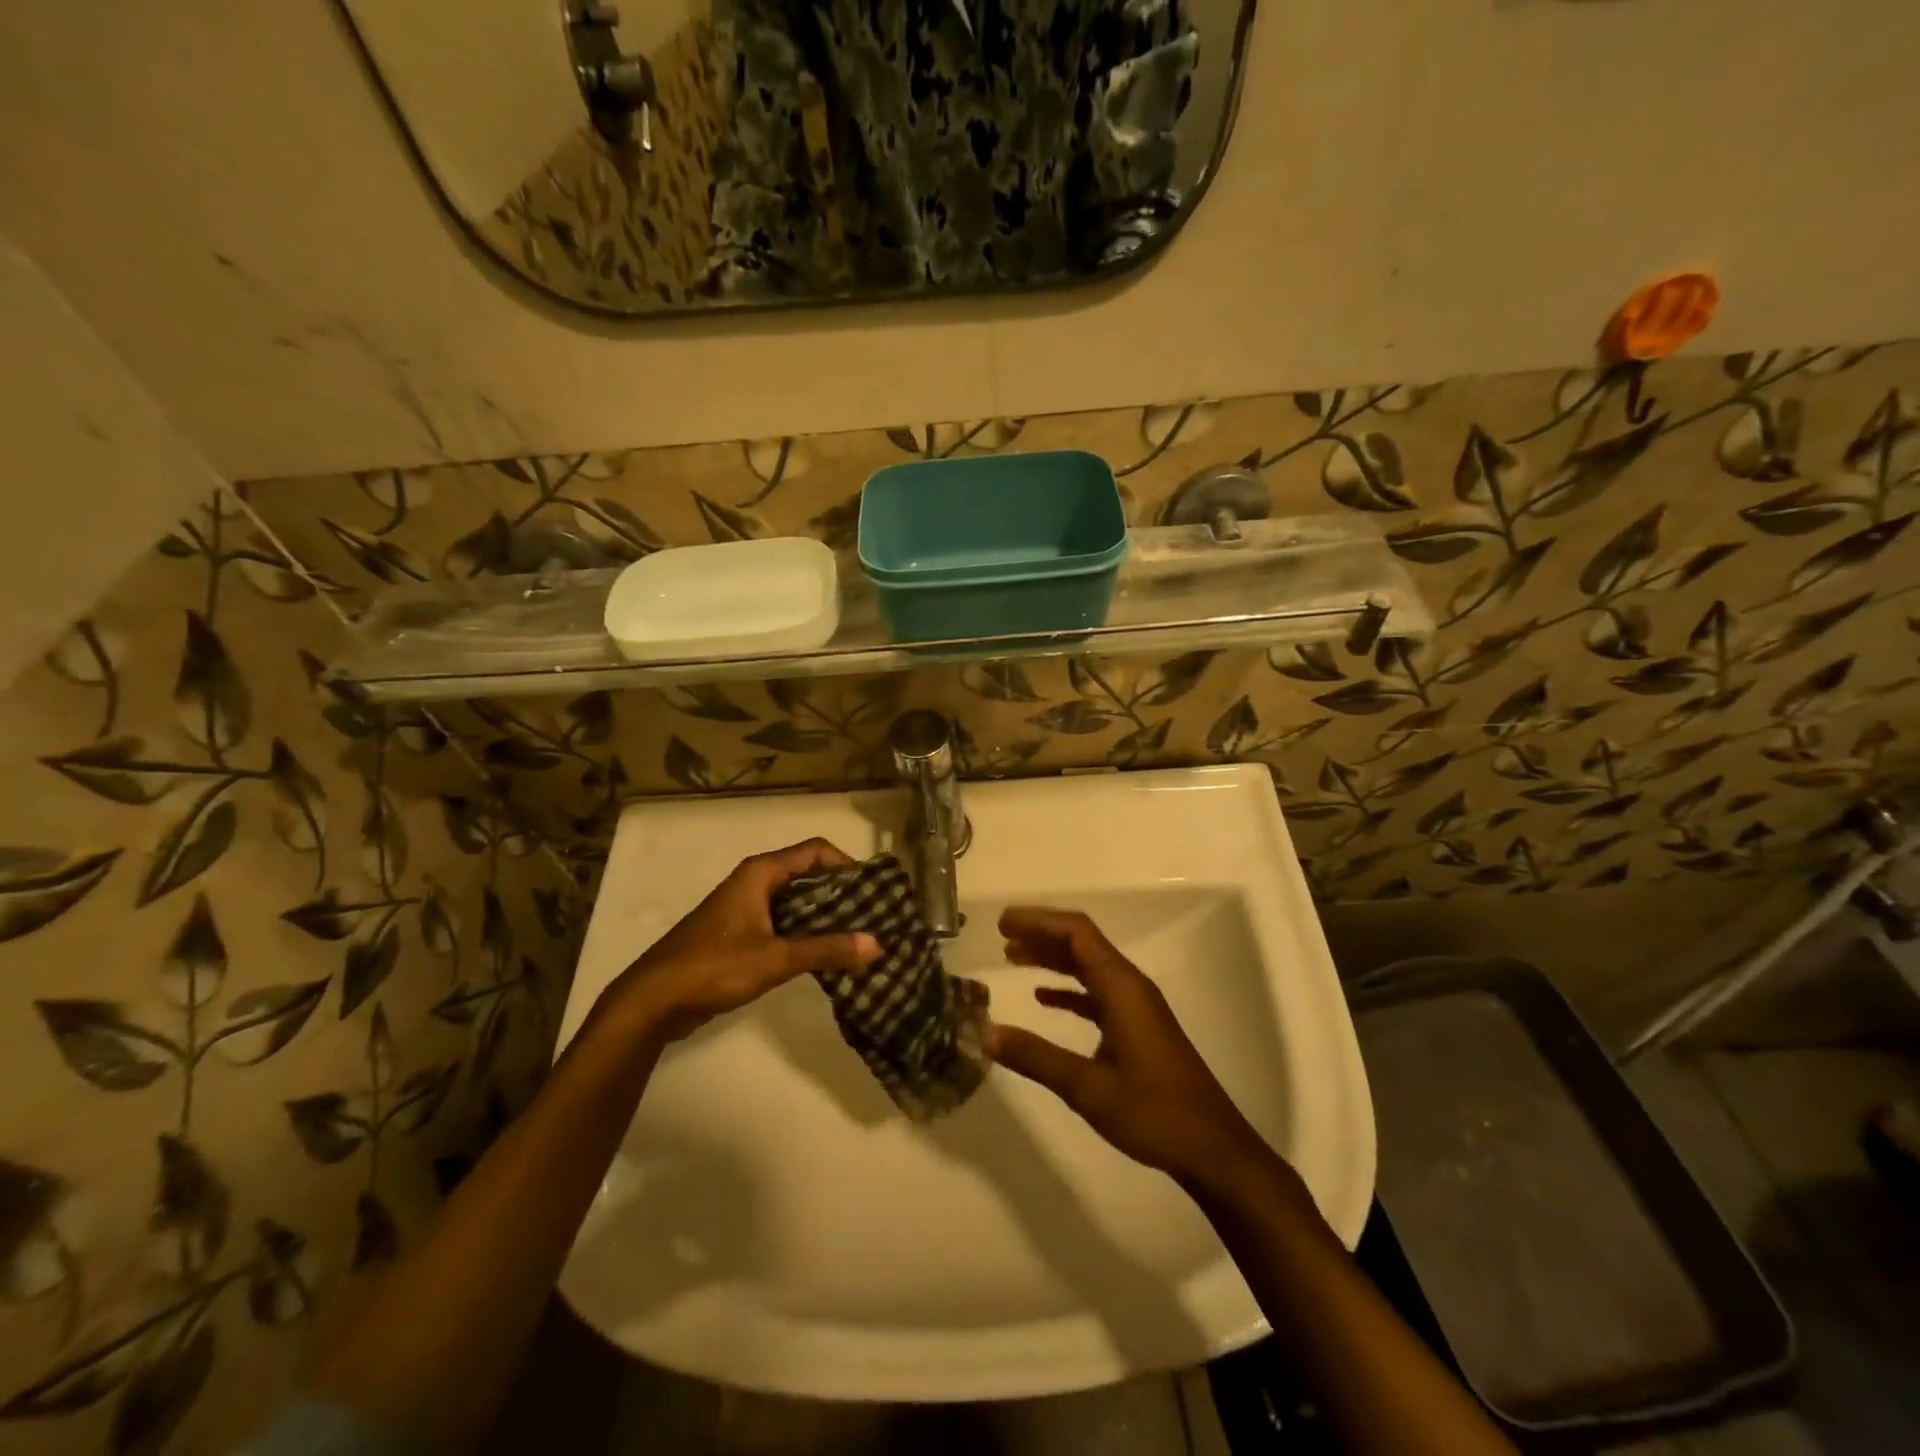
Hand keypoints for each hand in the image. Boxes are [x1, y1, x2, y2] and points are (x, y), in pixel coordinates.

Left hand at [607, 838, 878, 1041]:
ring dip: (826, 917)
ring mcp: (747, 908)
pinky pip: (784, 924)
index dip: (848, 865)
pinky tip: (827, 957)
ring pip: (797, 902)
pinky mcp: (742, 934)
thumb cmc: (713, 967)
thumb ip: (826, 950)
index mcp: (761, 873)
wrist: (653, 1000)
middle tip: (875, 917)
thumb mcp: (775, 958)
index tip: (874, 890)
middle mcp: (755, 882)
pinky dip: (807, 934)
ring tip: (859, 938)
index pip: (816, 851)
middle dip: (842, 893)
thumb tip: (877, 943)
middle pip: (809, 875)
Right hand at [988, 907, 1272, 1188]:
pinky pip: (1098, 992)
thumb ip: (1036, 1058)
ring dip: (1053, 958)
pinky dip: (1069, 989)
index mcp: (1121, 988)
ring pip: (1089, 965)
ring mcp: (1137, 1006)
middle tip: (1002, 935)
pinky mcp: (1139, 1026)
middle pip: (1082, 942)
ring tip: (1013, 957)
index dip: (1039, 921)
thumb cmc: (1153, 1113)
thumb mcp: (1087, 1088)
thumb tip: (986, 1034)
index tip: (1003, 923)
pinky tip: (1044, 998)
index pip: (1077, 933)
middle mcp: (1130, 986)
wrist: (1213, 1148)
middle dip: (1042, 933)